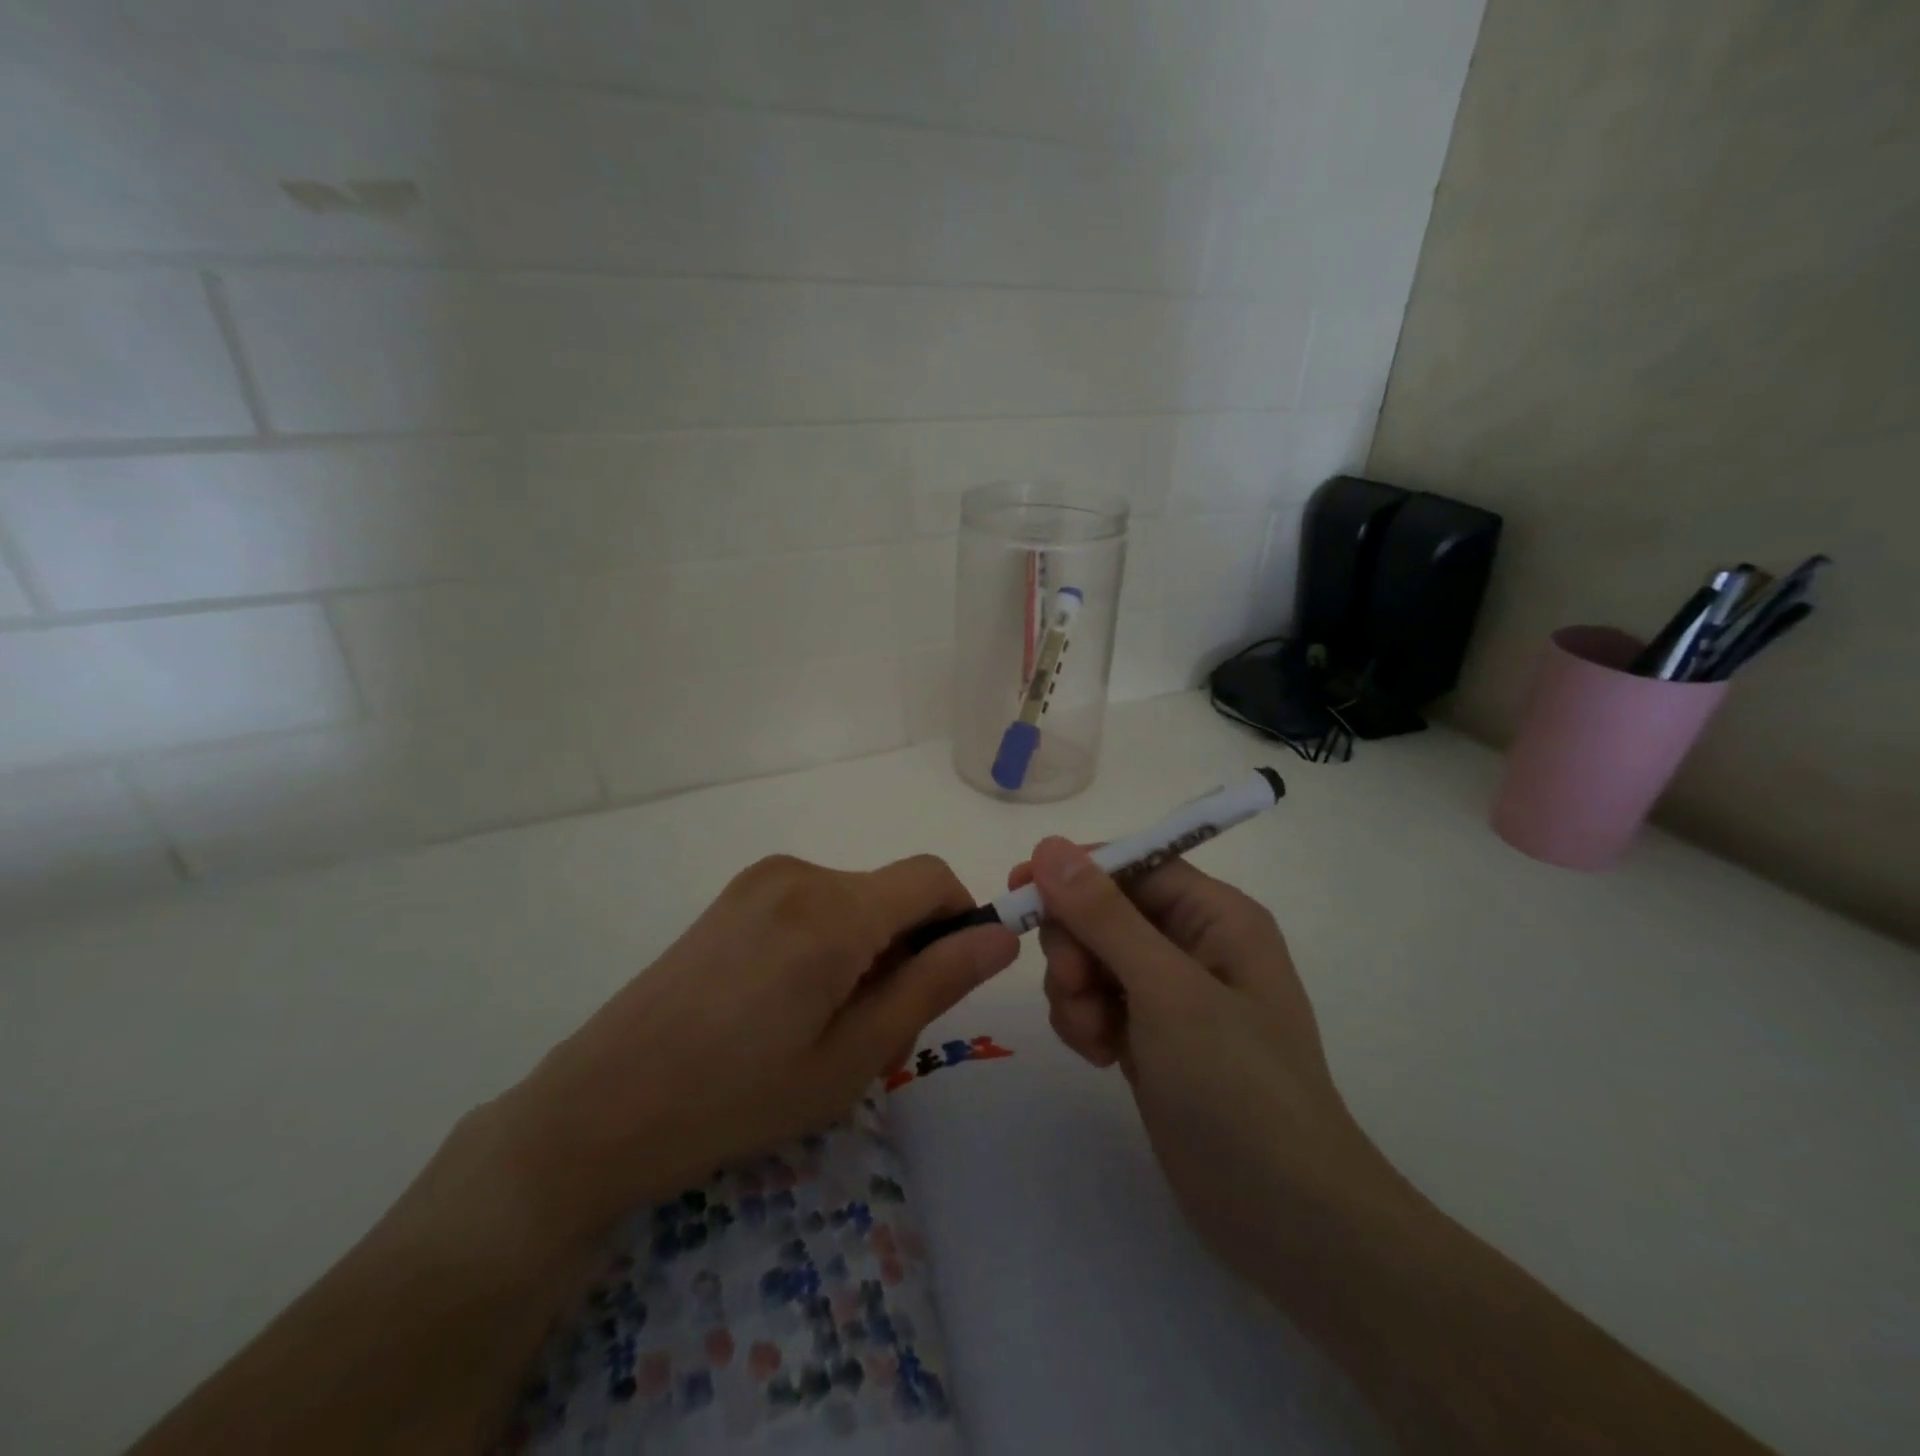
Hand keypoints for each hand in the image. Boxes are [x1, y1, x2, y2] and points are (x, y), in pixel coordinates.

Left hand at [496, 853, 1018, 1243]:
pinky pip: (815, 900)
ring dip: (867, 945)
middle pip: (892, 891)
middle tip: (872, 1026)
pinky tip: (785, 999)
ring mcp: (762, 878)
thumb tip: (1001, 935)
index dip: (960, 919)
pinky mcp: (737, 894)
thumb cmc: (737, 1098)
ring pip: (856, 897)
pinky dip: (829, 937)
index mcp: (833, 911)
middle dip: (908, 945)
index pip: (933, 876)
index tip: (946, 981)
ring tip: (821, 1021)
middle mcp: (800, 873)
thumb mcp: (853, 1057)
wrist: (602, 1107)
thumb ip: (933, 985)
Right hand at [1012, 838, 1394, 1285]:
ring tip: (1094, 1037)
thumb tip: (1049, 847)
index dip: (1074, 872)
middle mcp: (1193, 945)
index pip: (1132, 865)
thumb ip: (1104, 916)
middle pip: (1104, 911)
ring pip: (1092, 959)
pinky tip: (1099, 1057)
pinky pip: (1096, 1002)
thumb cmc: (1237, 1087)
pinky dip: (1085, 1022)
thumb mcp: (1167, 991)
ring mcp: (1171, 995)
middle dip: (1077, 946)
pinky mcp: (1151, 1037)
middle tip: (1075, 985)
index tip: (1019, 891)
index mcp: (1215, 916)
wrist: (1285, 1219)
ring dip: (1076, 991)